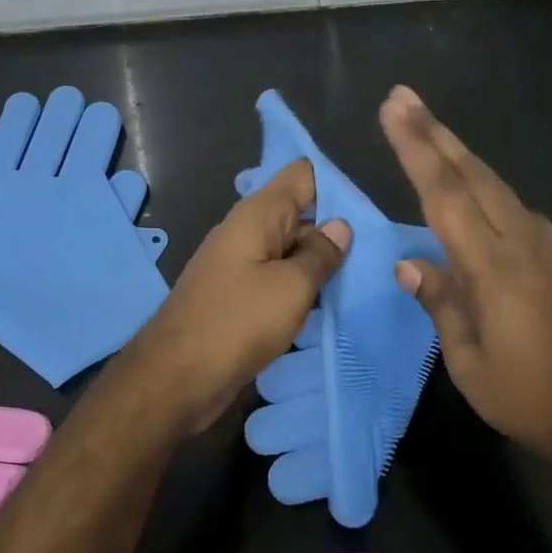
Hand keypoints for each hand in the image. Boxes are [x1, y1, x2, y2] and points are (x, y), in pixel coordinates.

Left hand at [124, 159, 349, 431]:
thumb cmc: (237, 322)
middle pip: (299, 212)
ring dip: (318, 263)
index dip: (335, 186)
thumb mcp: (292, 287)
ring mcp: (239, 264)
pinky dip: (299, 288)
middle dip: (334, 229)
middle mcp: (247, 231)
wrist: (176, 377)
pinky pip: (276, 278)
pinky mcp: (237, 295)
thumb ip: (321, 253)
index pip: (302, 175)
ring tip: (359, 280)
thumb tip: (340, 225)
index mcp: (257, 215)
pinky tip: (325, 306)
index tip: (366, 215)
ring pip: (289, 249)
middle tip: (375, 254)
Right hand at [377, 85, 551, 466]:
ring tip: (427, 125)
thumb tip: (408, 261)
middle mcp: (520, 241)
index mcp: (494, 267)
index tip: (392, 110)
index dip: (416, 149)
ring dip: (457, 150)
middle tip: (402, 97)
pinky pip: (509, 203)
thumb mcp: (470, 362)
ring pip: (493, 183)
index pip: (446, 194)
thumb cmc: (530, 398)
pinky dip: (481, 179)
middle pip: (472, 174)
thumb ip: (441, 303)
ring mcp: (543, 246)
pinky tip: (471, 179)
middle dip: (434, 132)